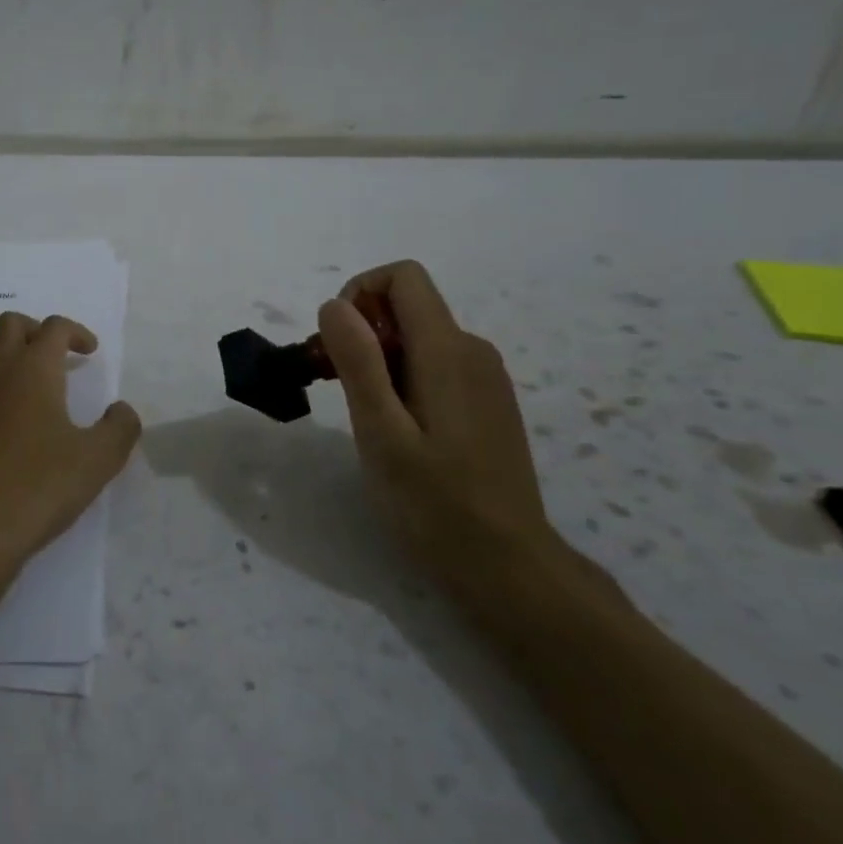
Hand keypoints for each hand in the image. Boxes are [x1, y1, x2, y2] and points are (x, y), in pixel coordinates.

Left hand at [0, 312, 141, 578]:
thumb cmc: (43, 486)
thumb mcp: (100, 459)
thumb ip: (120, 427)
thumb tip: (122, 409)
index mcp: (34, 370)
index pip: (55, 328)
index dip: (76, 332)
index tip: (89, 353)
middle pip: (8, 323)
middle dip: (34, 330)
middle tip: (52, 355)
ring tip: (12, 369)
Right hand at [316, 262, 561, 600]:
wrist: (508, 566)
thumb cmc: (435, 503)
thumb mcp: (381, 433)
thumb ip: (359, 363)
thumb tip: (334, 304)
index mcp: (448, 351)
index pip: (403, 277)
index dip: (359, 292)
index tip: (336, 344)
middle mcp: (473, 350)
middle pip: (408, 306)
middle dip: (361, 331)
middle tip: (335, 389)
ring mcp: (485, 377)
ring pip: (419, 336)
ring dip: (378, 358)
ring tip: (361, 415)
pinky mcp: (486, 401)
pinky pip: (436, 363)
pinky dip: (402, 376)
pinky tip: (395, 428)